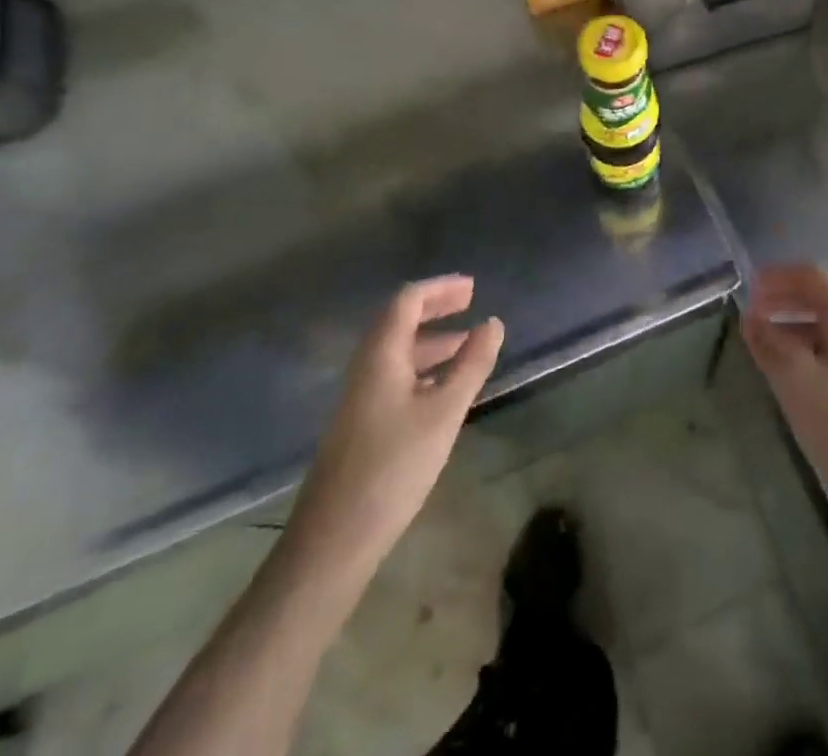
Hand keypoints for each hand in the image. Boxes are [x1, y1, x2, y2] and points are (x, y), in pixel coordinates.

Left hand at [281, 277, 503, 598]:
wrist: (334, 539)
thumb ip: (471, 364)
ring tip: (468, 345)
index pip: (407, 300)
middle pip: (399, 321)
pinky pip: (395, 376)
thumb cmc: (394, 465)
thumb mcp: (445, 411)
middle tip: (471, 303)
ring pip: (398, 352)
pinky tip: (444, 388)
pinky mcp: (362, 423)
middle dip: (435, 308)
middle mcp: (366, 367)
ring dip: (432, 341)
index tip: (473, 288)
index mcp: (380, 355)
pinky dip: (423, 368)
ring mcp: (360, 397)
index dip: (440, 289)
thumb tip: (493, 323)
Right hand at [742, 263, 827, 525]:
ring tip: (760, 347)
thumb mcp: (795, 379)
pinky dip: (803, 351)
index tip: (746, 287)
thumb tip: (750, 318)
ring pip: (823, 329)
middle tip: (749, 315)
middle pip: (818, 299)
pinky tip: (787, 376)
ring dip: (790, 328)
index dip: (777, 276)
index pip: (810, 276)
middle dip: (782, 301)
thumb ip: (768, 342)